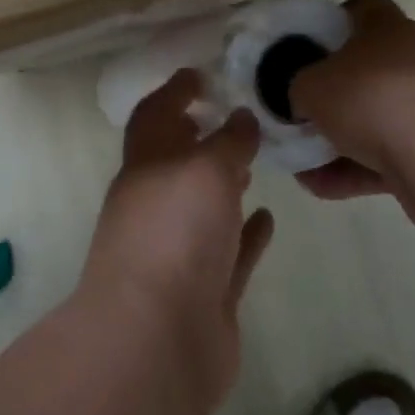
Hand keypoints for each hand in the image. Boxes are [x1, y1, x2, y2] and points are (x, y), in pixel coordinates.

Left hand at [80, 71, 272, 414]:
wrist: (156, 340)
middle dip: (201, 139)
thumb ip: (228, 141)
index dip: (174, 91)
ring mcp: (180, 252)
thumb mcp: (205, 169)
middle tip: (237, 117)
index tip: (200, 74)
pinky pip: (230, 253)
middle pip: (178, 163)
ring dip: (224, 185)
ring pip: (204, 207)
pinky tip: (268, 217)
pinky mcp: (206, 292)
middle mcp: (158, 206)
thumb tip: (241, 119)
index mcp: (146, 168)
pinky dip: (246, 234)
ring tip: (255, 161)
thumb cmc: (175, 235)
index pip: (154, 116)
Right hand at [290, 0, 414, 205]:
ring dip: (343, 139)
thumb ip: (299, 87)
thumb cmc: (370, 98)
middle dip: (336, 93)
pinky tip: (323, 188)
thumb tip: (304, 99)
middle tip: (305, 112)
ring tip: (305, 164)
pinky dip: (359, 168)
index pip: (363, 7)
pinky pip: (392, 154)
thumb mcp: (309, 86)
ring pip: (380, 117)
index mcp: (388, 27)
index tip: (308, 48)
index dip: (333, 22)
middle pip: (370, 67)